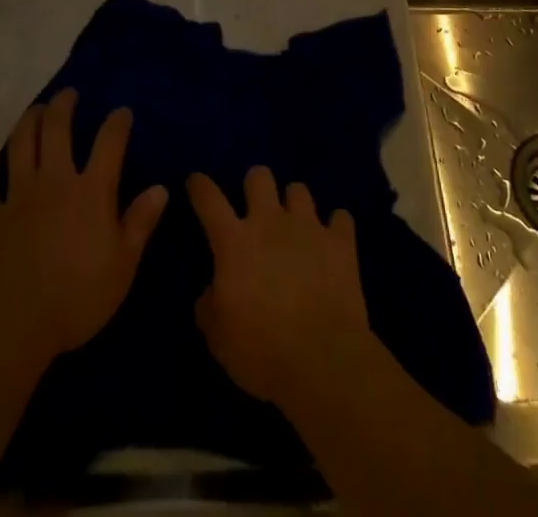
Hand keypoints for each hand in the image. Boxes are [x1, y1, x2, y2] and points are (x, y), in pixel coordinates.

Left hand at [0, 88, 168, 366]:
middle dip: (64, 106)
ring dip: (28, 122)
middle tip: (68, 94)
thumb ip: (140, 223)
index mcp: (91, 191)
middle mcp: (54, 181)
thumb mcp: (123, 265)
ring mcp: (18, 196)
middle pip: (56, 130)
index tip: (122, 113)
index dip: (117, 123)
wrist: (13, 324)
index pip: (109, 143)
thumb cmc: (76, 297)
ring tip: (35, 110)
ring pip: (20, 145)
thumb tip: (161, 188)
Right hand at [187, 167, 372, 407]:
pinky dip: (336, 228)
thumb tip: (211, 291)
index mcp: (235, 241)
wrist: (322, 360)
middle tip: (256, 209)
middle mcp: (270, 222)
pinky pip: (341, 218)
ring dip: (294, 205)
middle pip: (259, 176)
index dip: (200, 186)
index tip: (196, 181)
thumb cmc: (261, 351)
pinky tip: (333, 243)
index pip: (209, 200)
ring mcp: (309, 227)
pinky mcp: (341, 242)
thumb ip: (209, 305)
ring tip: (296, 226)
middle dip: (255, 185)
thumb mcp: (218, 338)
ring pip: (299, 189)